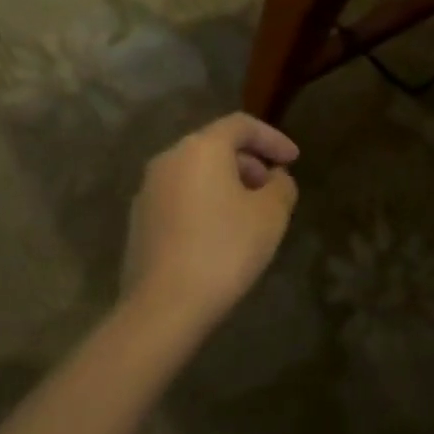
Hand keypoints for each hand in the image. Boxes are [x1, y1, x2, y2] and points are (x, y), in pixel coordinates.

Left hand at [124, 113, 300, 330]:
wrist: (163, 307)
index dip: (272, 138)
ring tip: (250, 213)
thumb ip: (281, 186)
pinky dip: (205, 202)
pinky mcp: (139, 221)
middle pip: (215, 146)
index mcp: (201, 148)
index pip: (241, 125)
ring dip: (227, 183)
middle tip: (273, 187)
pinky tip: (220, 233)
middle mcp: (169, 159)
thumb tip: (275, 178)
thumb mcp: (271, 215)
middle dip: (250, 162)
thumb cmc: (224, 249)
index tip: (294, 160)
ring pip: (196, 172)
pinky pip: (180, 197)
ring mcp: (148, 190)